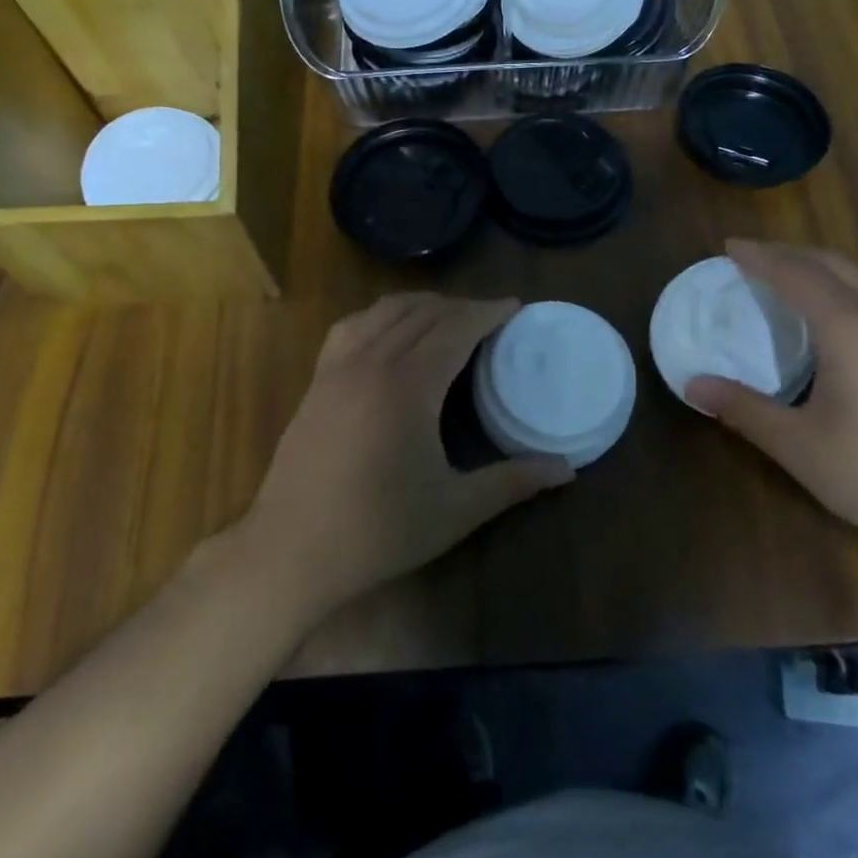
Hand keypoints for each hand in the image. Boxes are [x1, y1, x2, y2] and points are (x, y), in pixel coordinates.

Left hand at [242, 293, 574, 619]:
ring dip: (422, 306)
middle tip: (491, 319)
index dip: (487, 312)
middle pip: (423, 313)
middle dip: (461, 307)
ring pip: (385, 312)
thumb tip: (567, 469)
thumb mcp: (455, 509)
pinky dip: (381, 316)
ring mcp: (338, 368)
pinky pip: (352, 326)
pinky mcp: (317, 381)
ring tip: (447, 318)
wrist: (290, 551)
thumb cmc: (378, 531)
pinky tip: (390, 333)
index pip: (456, 327)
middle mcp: (372, 362)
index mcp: (410, 385)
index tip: (514, 306)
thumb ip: (513, 482)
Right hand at [686, 241, 857, 565]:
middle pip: (830, 263)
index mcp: (850, 326)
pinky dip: (845, 293)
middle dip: (787, 254)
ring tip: (788, 285)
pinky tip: (839, 324)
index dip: (758, 256)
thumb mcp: (800, 447)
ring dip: (819, 272)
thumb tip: (692, 386)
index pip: (794, 272)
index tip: (729, 246)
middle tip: (751, 259)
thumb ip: (744, 410)